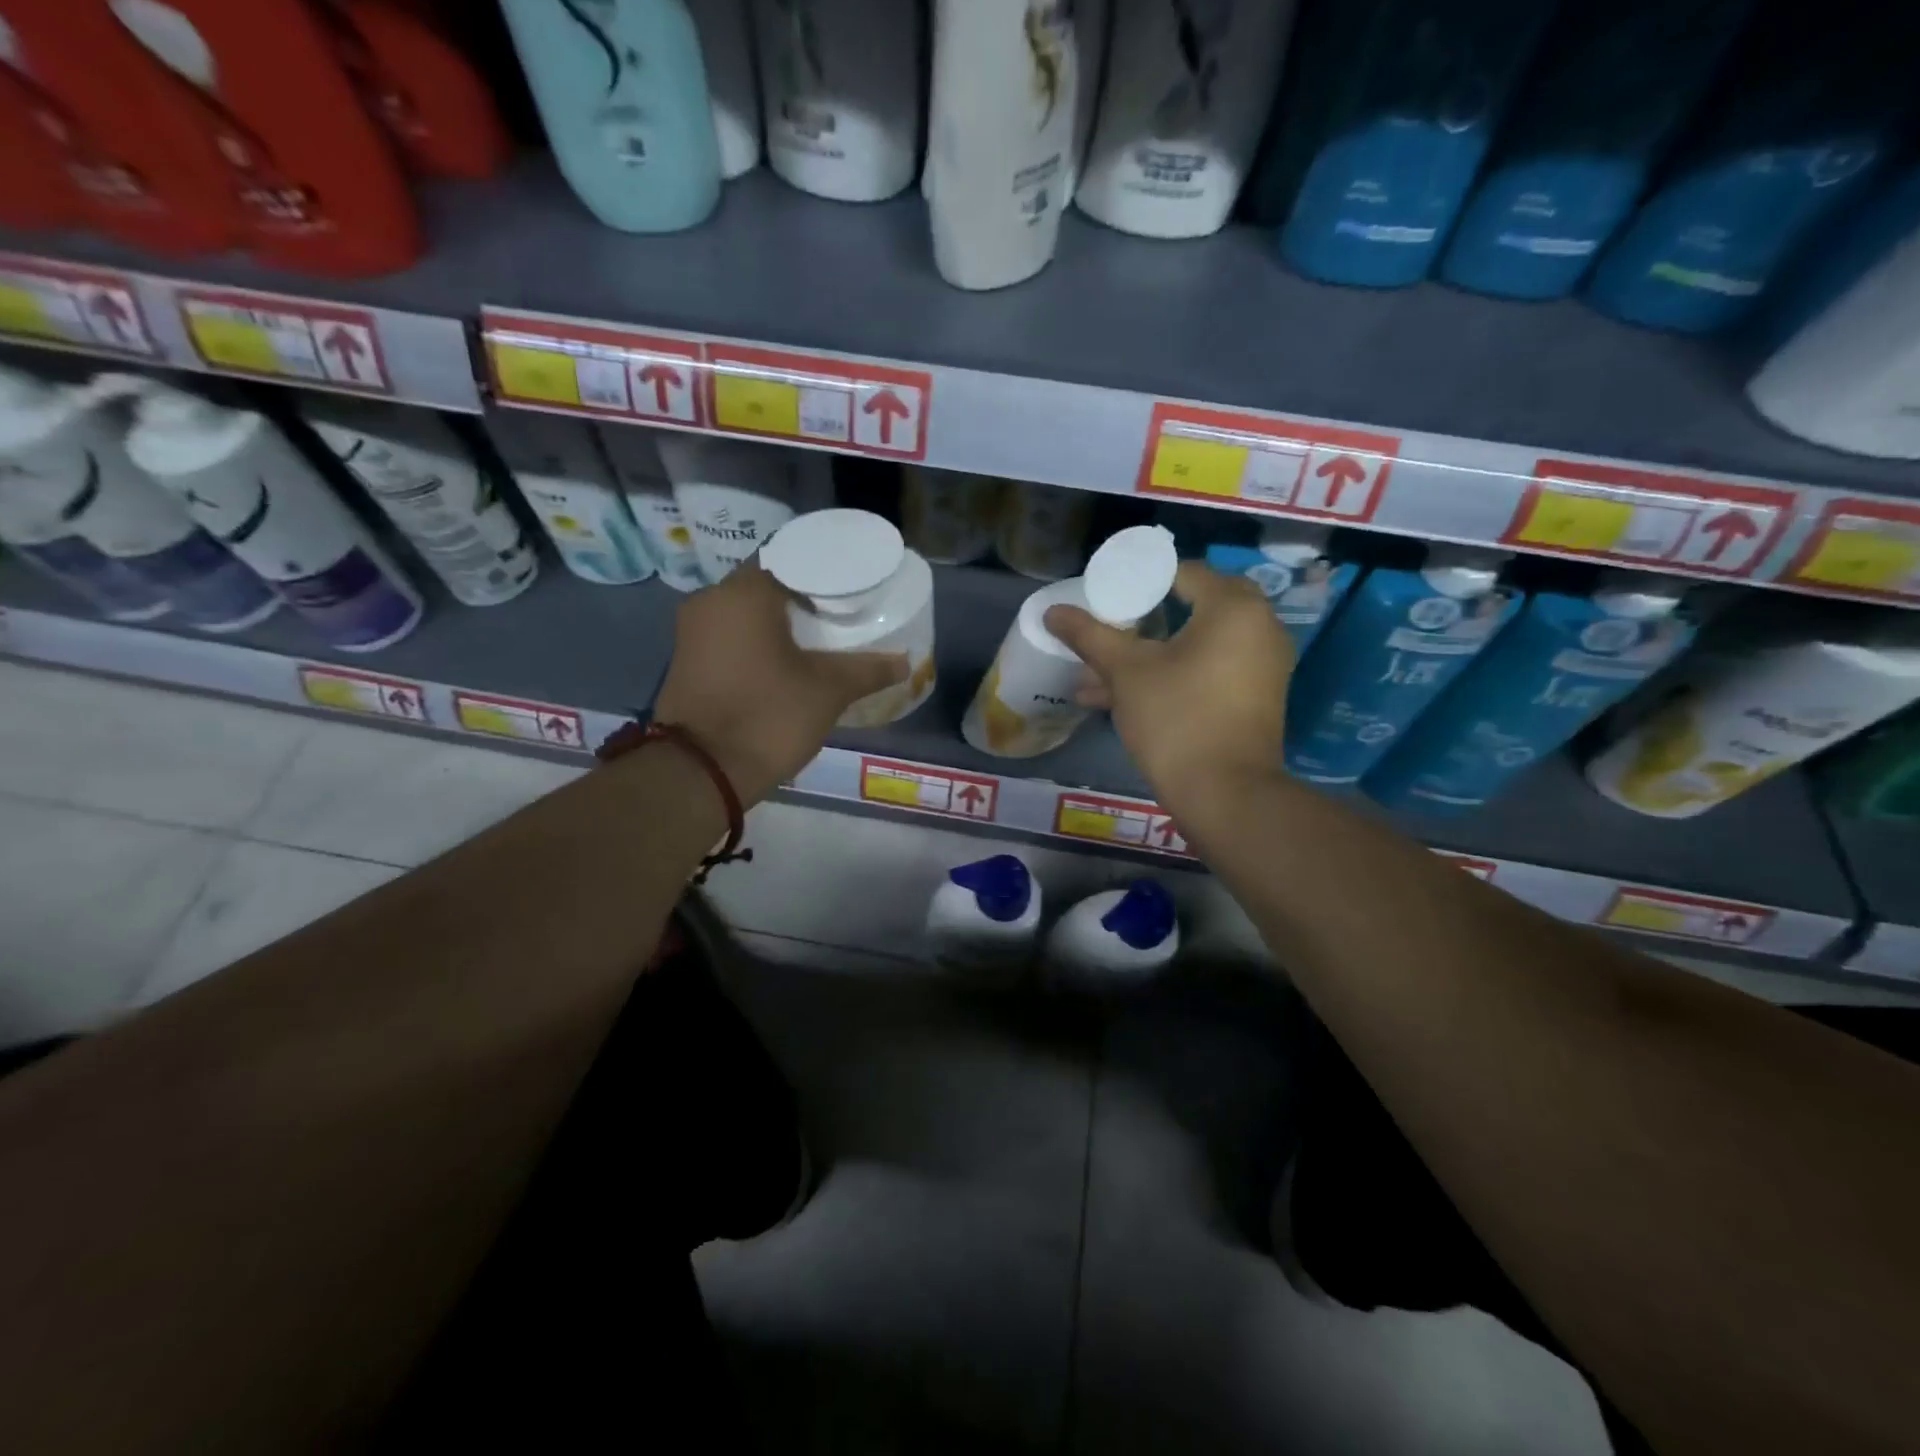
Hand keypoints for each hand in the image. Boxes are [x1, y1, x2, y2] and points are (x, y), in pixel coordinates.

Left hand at [652, 564, 907, 803]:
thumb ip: (868, 669)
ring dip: (779, 621)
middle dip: (803, 598)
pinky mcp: (687, 660)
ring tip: (820, 637)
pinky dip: (758, 641)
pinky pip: (731, 636)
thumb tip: (905, 663)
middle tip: (841, 612)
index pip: (789, 558)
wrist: (701, 772)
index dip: (823, 572)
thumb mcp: (828, 691)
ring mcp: (693, 632)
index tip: (850, 587)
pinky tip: (787, 659)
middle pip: (766, 585)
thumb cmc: (768, 716)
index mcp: (743, 594)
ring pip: (746, 612)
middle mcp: (711, 601)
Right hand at [1044, 562, 1293, 807]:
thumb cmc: (1177, 718)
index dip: (1139, 581)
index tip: (1106, 598)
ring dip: (1148, 656)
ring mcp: (1261, 666)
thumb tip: (1053, 611)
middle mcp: (1259, 627)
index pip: (1183, 572)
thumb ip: (1090, 635)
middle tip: (1109, 627)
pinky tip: (1119, 698)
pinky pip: (1207, 672)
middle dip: (1142, 620)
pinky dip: (1171, 676)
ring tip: (1095, 675)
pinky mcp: (1253, 698)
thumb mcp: (1126, 673)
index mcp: (1234, 607)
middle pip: (1191, 608)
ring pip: (1195, 646)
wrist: (1226, 795)